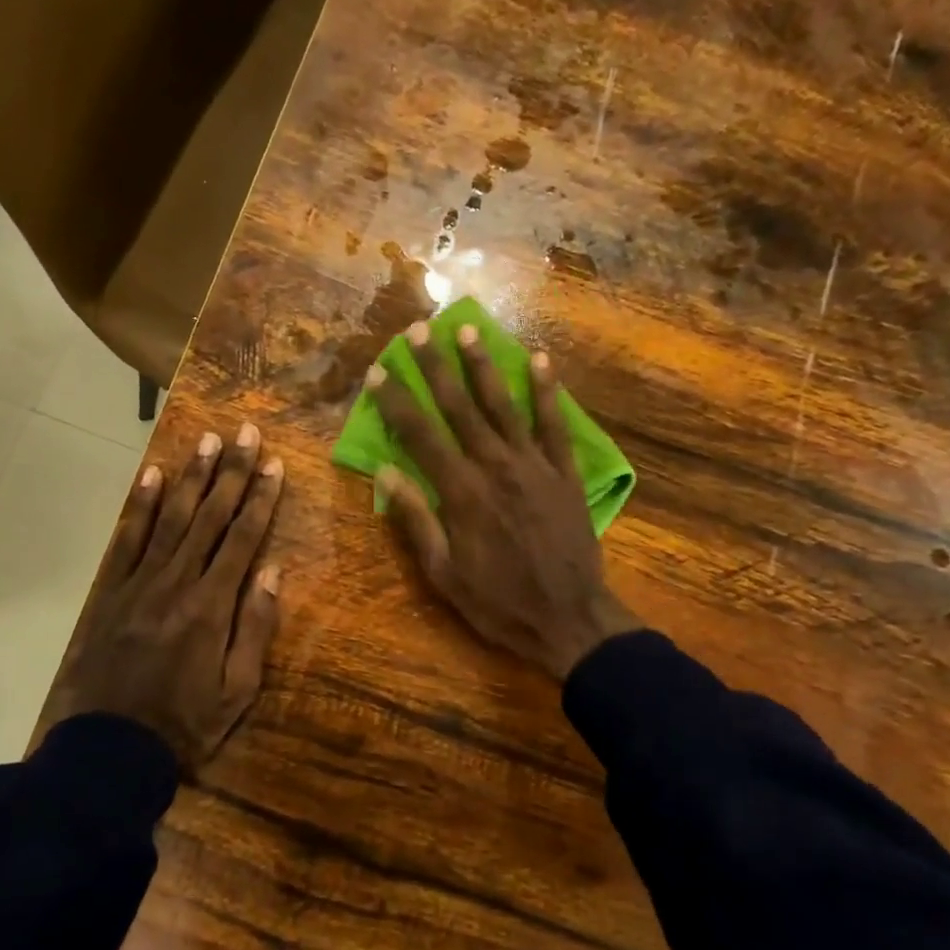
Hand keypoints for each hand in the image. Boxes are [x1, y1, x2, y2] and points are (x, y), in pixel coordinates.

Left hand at [44, 425, 283, 769]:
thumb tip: (272, 570)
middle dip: (230, 473)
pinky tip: (151, 476)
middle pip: (208, 517)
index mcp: (212, 606)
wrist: (110, 749)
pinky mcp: (110, 592)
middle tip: (244, 433)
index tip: (274, 464)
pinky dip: (139, 506)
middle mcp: (177, 582)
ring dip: (190, 477)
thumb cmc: (185, 724)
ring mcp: (139, 583)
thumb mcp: (238, 691)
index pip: (242, 539)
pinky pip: (127, 540)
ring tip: (206, 441)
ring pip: (170, 519)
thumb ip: (256, 628)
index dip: (260, 499)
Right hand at [368, 322, 637, 680]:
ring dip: (483, 365)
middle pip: (460, 407)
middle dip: (435, 366)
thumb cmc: (498, 602)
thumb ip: (416, 519)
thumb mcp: (444, 573)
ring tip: (467, 329)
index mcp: (461, 492)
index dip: (396, 401)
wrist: (570, 619)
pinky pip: (554, 424)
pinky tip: (539, 361)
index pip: (421, 434)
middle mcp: (496, 466)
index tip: (379, 371)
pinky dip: (546, 391)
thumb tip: (386, 473)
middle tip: (419, 330)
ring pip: (504, 405)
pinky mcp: (565, 473)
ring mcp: (535, 465)